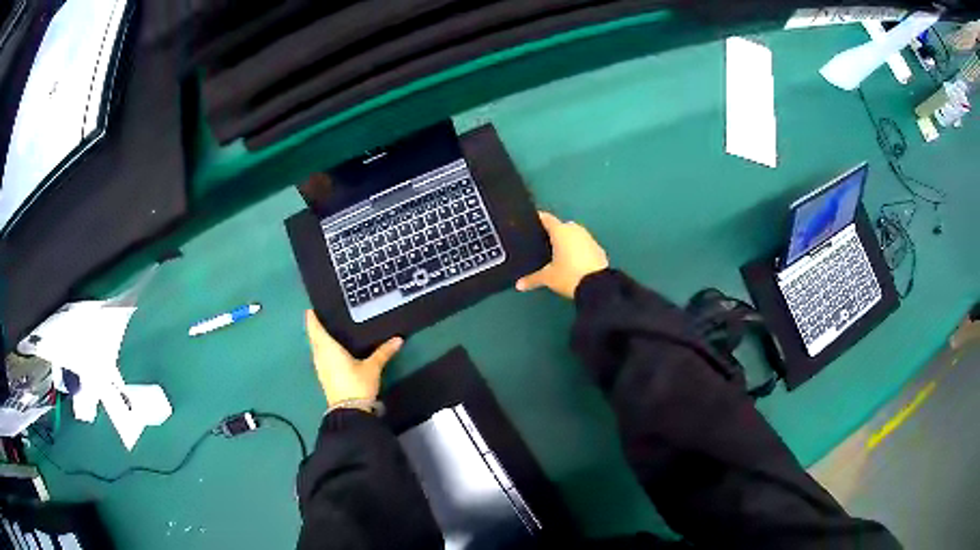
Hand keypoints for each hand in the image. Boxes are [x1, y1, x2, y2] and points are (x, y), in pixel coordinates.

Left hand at [304, 310, 401, 409]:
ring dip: (318, 338)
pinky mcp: (324, 376)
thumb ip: (383, 352)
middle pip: (313, 337)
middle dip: (315, 326)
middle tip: (323, 314)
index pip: (315, 328)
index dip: (312, 317)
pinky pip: (320, 356)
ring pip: (316, 347)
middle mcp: (320, 355)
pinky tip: (331, 349)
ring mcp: (320, 367)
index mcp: (328, 348)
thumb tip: (398, 339)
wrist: (349, 411)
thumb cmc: (357, 384)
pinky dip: (322, 349)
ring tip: (328, 328)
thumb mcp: (372, 367)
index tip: (313, 307)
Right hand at [516, 211, 608, 298]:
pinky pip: (584, 245)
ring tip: (558, 254)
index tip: (531, 223)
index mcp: (560, 231)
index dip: (538, 219)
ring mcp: (588, 238)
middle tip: (543, 244)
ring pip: (574, 235)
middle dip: (553, 233)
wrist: (597, 285)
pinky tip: (573, 261)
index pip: (546, 218)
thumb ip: (533, 279)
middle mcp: (575, 230)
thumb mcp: (548, 278)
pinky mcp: (598, 248)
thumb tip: (519, 285)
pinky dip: (578, 249)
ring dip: (567, 241)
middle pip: (561, 226)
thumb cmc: (568, 275)